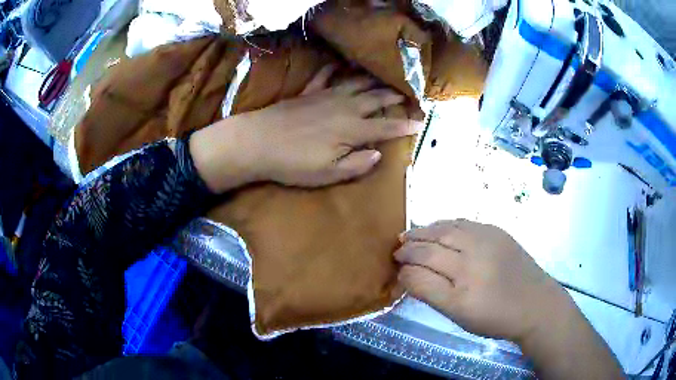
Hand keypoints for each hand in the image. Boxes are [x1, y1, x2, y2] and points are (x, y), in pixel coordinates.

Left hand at [190, 65, 421, 192]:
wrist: (258, 142)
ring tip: (382, 77)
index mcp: (352, 129)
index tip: (419, 123)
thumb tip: (378, 154)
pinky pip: (324, 77)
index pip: (385, 127)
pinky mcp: (307, 93)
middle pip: (374, 99)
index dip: (404, 126)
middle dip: (392, 96)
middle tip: (406, 93)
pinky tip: (338, 65)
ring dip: (371, 81)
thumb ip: (356, 164)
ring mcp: (325, 96)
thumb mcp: (328, 174)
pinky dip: (333, 70)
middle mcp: (344, 107)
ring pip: (355, 84)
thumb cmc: (294, 163)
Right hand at [395, 219, 570, 342]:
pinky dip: (443, 224)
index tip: (396, 271)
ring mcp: (485, 242)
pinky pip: (462, 222)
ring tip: (409, 235)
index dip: (403, 271)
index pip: (419, 276)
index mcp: (460, 294)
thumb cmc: (495, 317)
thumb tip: (410, 275)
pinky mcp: (496, 230)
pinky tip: (437, 228)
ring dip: (422, 231)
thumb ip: (432, 295)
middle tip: (397, 250)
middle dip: (408, 248)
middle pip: (429, 249)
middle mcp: (471, 262)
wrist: (535, 303)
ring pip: (443, 230)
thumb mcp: (459, 317)